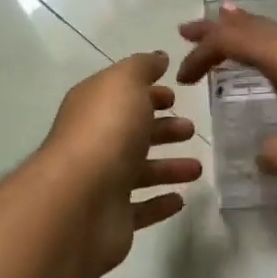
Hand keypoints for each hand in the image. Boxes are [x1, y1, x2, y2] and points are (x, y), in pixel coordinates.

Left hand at [40, 51, 203, 277]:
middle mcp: (94, 143)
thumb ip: (142, 67)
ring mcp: (101, 183)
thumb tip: (158, 58)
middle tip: (191, 129)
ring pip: (139, 171)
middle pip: (132, 133)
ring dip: (168, 167)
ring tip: (196, 168)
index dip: (147, 94)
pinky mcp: (112, 219)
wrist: (79, 201)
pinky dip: (159, 203)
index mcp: (93, 109)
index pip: (121, 96)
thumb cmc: (106, 132)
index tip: (174, 96)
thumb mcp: (124, 83)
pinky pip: (140, 209)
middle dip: (162, 129)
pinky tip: (180, 199)